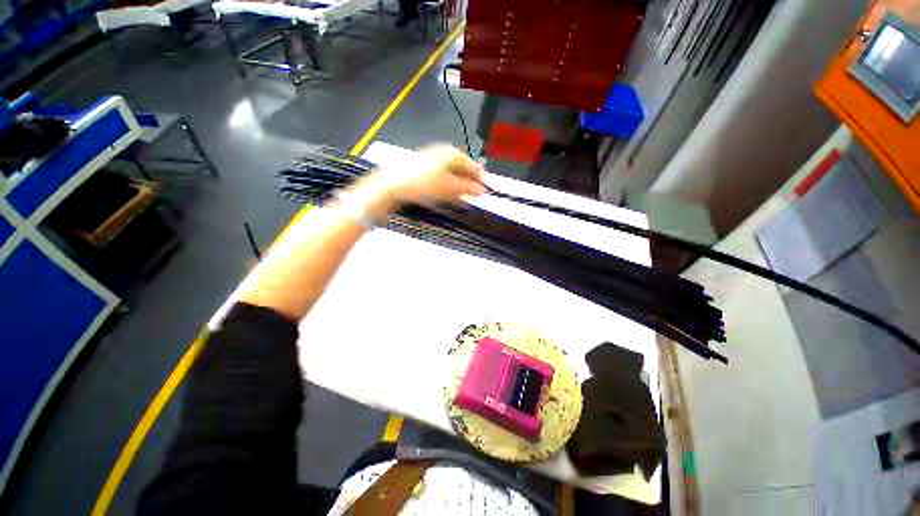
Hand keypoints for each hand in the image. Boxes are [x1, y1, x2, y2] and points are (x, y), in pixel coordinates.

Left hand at [348, 144, 484, 219]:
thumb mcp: (449, 187)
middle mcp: (443, 152)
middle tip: (470, 196)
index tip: (482, 193)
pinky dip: (446, 185)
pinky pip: (441, 176)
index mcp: (452, 153)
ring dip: (457, 186)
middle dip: (467, 183)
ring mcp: (432, 159)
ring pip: (451, 173)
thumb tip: (482, 190)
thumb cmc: (423, 184)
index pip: (473, 166)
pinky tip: (445, 194)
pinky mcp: (423, 167)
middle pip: (462, 168)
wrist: (392, 185)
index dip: (479, 180)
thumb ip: (468, 188)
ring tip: (459, 198)